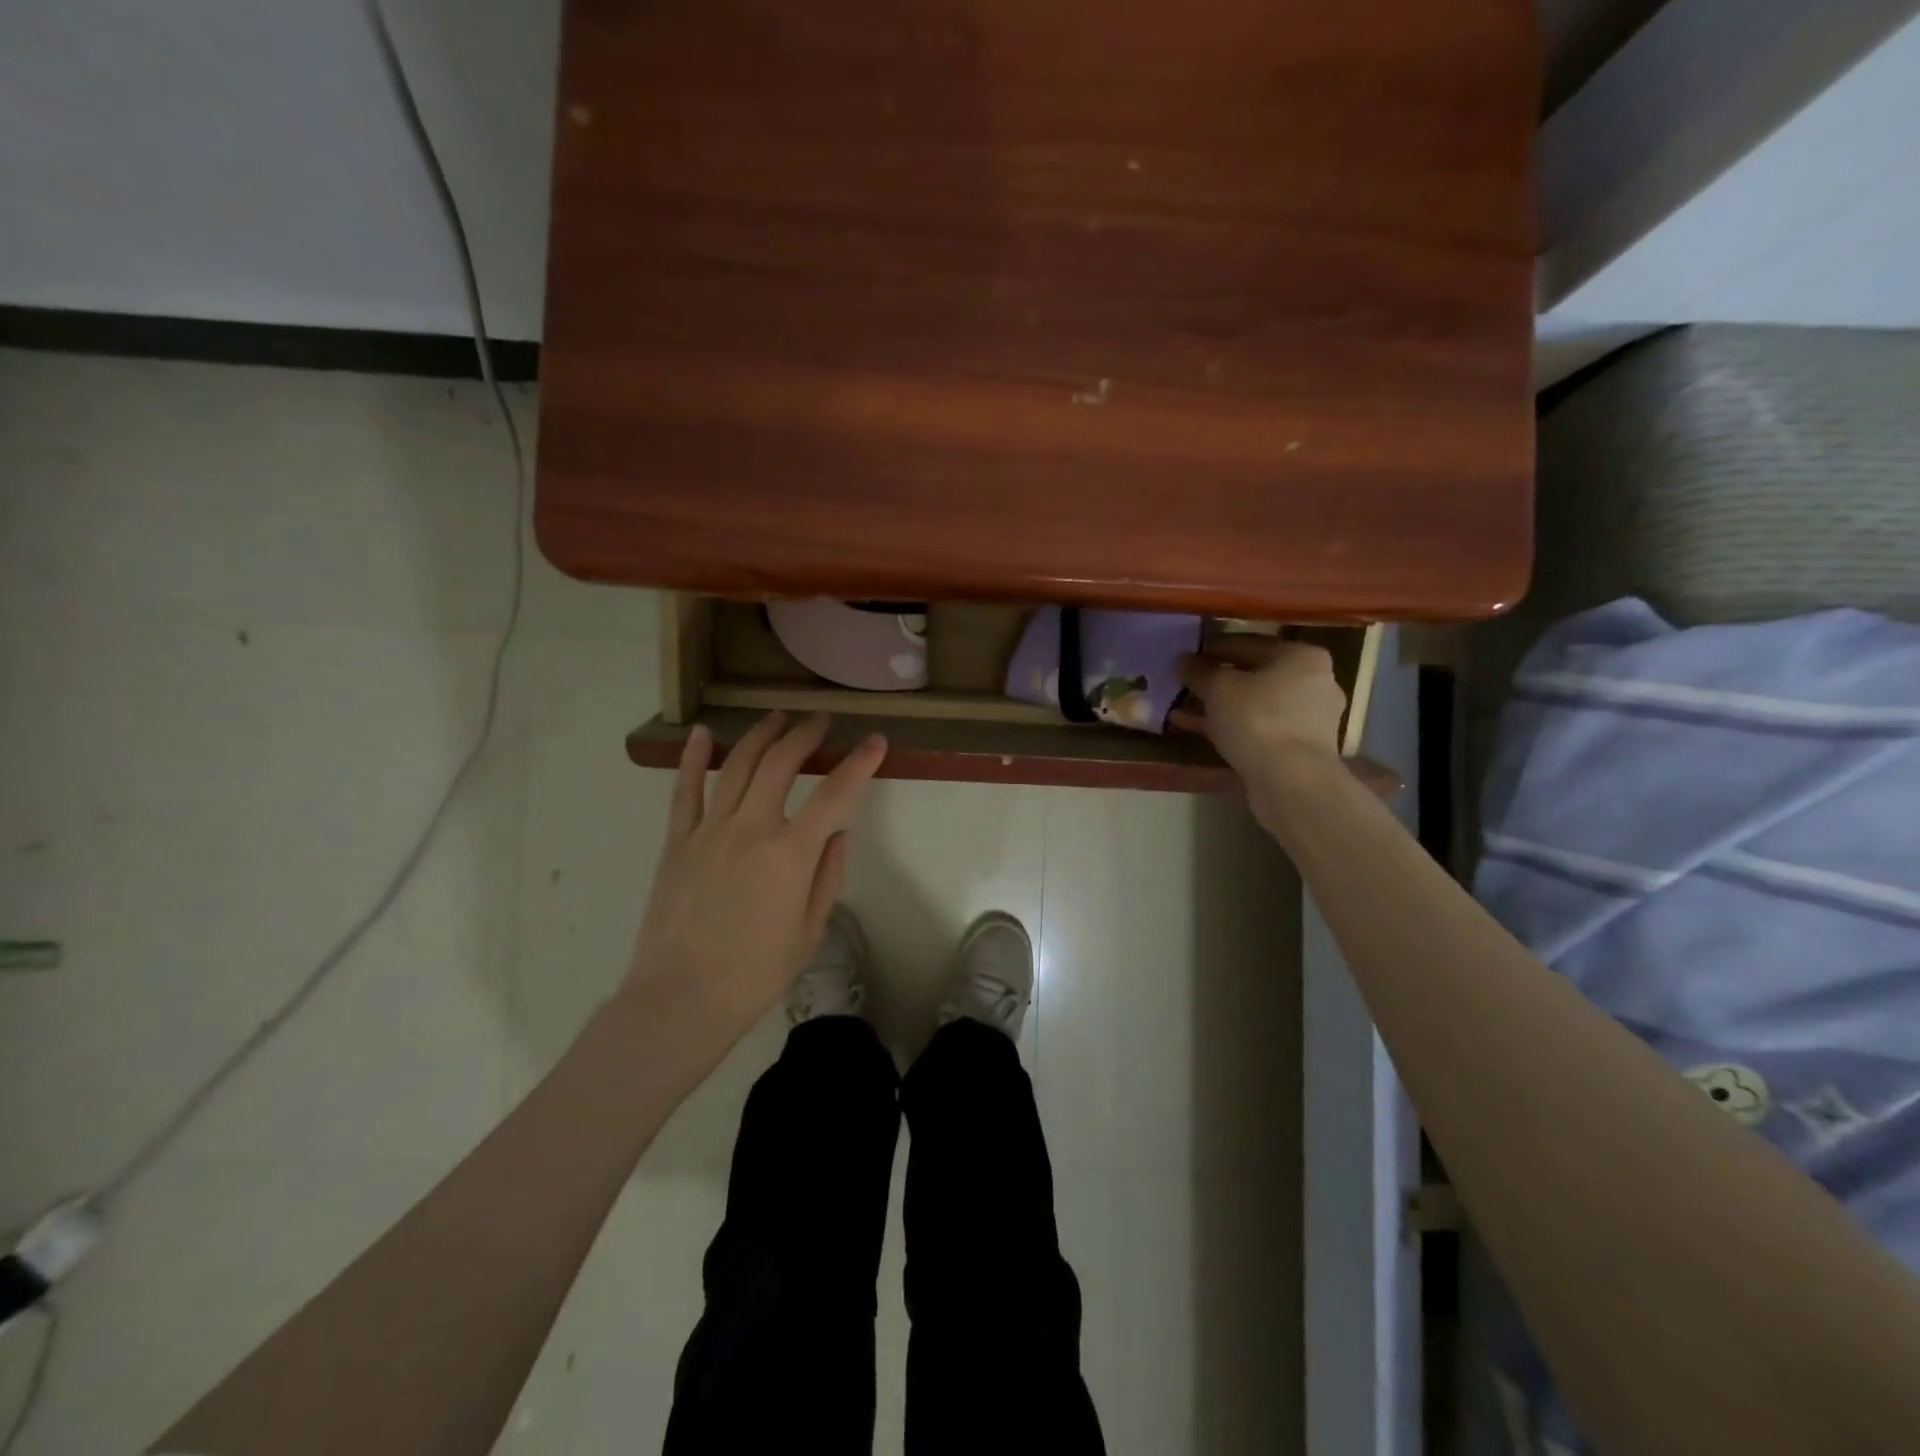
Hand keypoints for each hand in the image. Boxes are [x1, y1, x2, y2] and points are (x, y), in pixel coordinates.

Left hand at [623, 711, 886, 1037]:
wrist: (680, 999)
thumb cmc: (754, 974)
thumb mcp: (809, 932)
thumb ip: (827, 877)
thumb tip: (838, 834)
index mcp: (791, 854)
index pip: (835, 794)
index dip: (859, 763)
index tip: (875, 741)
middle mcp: (751, 829)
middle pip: (781, 764)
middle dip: (805, 734)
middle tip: (820, 719)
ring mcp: (708, 831)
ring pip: (737, 766)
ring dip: (761, 735)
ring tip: (777, 717)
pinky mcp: (676, 842)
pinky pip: (684, 791)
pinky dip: (692, 758)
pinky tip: (702, 734)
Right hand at [1173, 637, 1348, 812]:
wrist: (1291, 781)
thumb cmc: (1257, 720)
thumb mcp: (1219, 688)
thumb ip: (1199, 670)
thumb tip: (1183, 660)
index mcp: (1301, 655)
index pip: (1248, 643)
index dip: (1212, 648)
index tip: (1185, 656)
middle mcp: (1312, 681)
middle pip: (1253, 674)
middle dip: (1216, 680)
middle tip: (1184, 683)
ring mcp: (1308, 717)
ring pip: (1253, 703)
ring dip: (1220, 705)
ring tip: (1184, 708)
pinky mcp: (1298, 746)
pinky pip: (1257, 727)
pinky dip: (1231, 726)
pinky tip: (1199, 729)